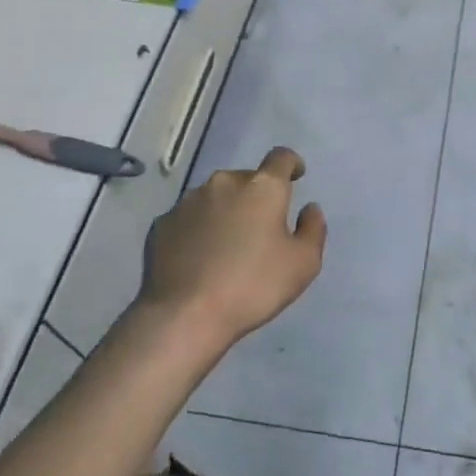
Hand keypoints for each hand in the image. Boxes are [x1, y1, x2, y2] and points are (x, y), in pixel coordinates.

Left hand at [135, 147, 326, 350]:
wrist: (184, 317)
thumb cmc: (252, 286)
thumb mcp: (303, 264)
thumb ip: (313, 229)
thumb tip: (309, 208)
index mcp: (262, 187)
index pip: (281, 158)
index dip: (291, 164)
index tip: (295, 176)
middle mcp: (224, 183)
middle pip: (246, 179)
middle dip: (255, 196)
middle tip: (259, 228)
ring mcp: (188, 201)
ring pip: (215, 197)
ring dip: (225, 211)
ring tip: (226, 246)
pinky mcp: (162, 224)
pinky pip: (188, 219)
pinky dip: (198, 230)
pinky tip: (198, 259)